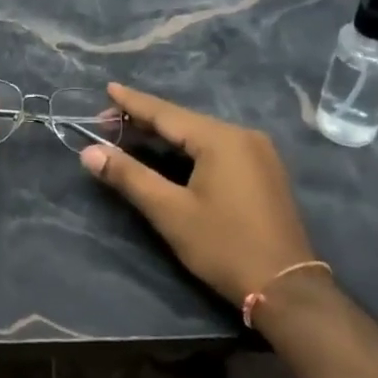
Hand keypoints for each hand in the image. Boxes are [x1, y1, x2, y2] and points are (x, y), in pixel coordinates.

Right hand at [78, 82, 319, 306]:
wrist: (287, 289)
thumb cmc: (224, 246)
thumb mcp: (171, 212)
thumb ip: (130, 177)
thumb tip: (89, 153)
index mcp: (220, 138)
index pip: (166, 113)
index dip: (133, 102)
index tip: (107, 88)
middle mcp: (242, 135)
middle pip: (184, 121)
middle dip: (146, 120)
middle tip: (108, 121)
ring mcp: (258, 152)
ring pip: (201, 134)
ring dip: (167, 135)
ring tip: (132, 134)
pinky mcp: (263, 171)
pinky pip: (218, 148)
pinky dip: (189, 148)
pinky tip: (171, 154)